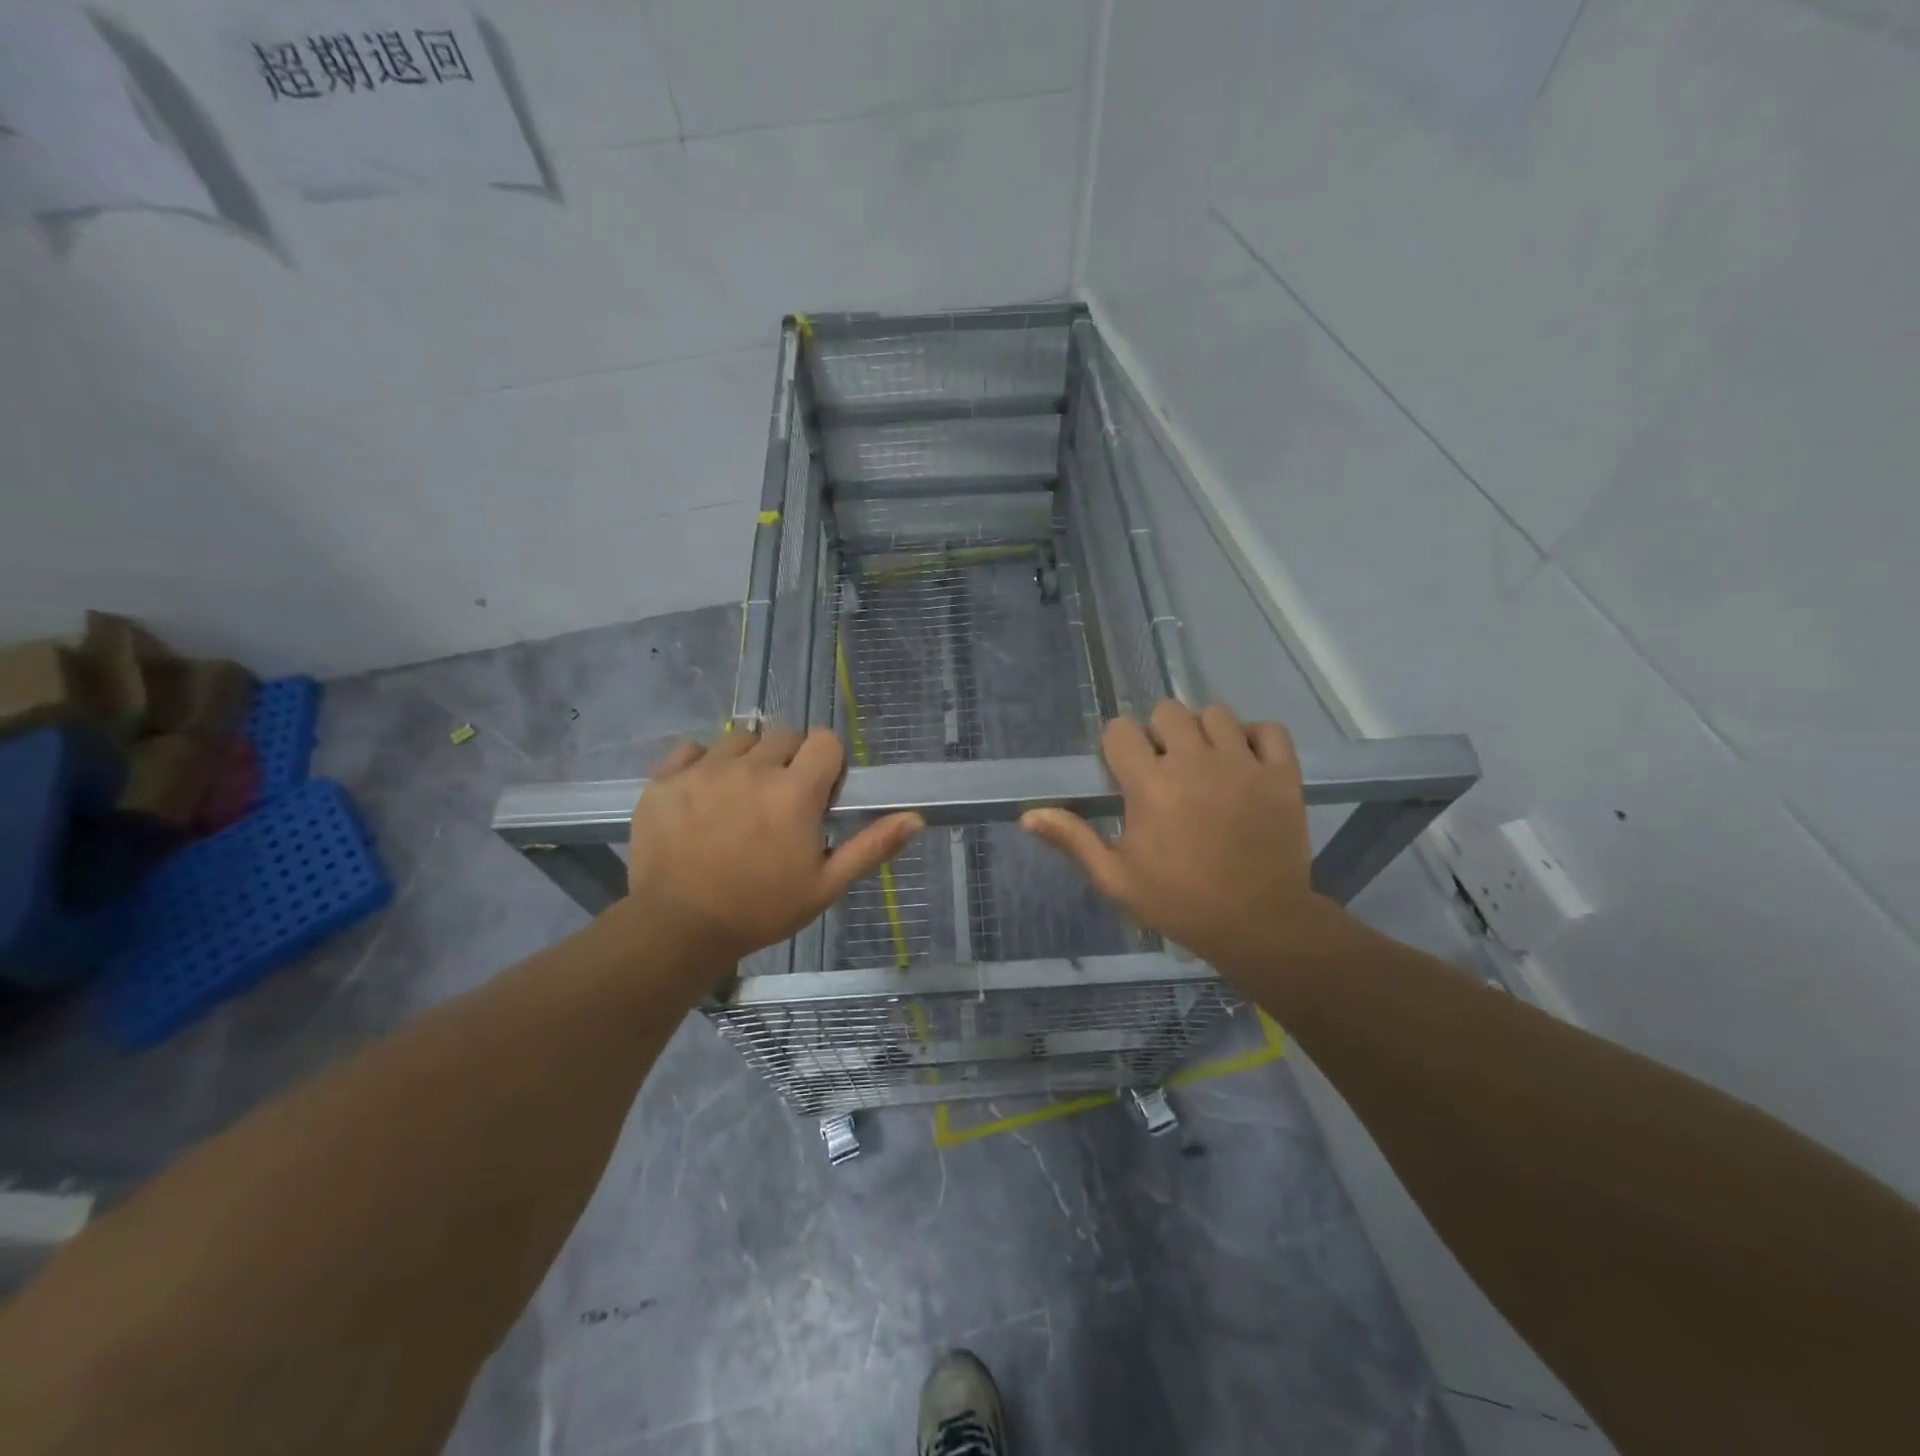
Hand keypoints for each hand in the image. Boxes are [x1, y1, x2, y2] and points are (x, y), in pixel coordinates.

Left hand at [625, 728, 923, 968]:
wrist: (677, 929)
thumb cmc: (761, 910)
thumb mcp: (826, 885)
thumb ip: (872, 846)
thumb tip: (917, 818)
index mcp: (795, 792)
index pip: (824, 740)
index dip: (828, 762)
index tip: (819, 792)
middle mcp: (752, 768)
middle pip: (783, 735)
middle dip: (790, 760)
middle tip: (781, 801)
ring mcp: (704, 770)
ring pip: (739, 739)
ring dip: (748, 759)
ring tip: (741, 797)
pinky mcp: (666, 779)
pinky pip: (691, 750)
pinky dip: (701, 764)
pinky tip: (703, 796)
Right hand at [1021, 701, 1340, 979]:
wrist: (1259, 925)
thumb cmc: (1179, 902)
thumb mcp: (1116, 879)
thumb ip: (1073, 840)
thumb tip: (1027, 815)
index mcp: (1150, 784)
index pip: (1120, 731)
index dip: (1116, 747)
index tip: (1123, 773)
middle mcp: (1195, 761)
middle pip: (1167, 711)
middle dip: (1158, 733)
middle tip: (1164, 768)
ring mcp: (1243, 763)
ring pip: (1216, 713)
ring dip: (1203, 732)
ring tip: (1205, 764)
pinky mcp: (1282, 774)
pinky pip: (1269, 729)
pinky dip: (1255, 737)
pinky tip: (1245, 760)